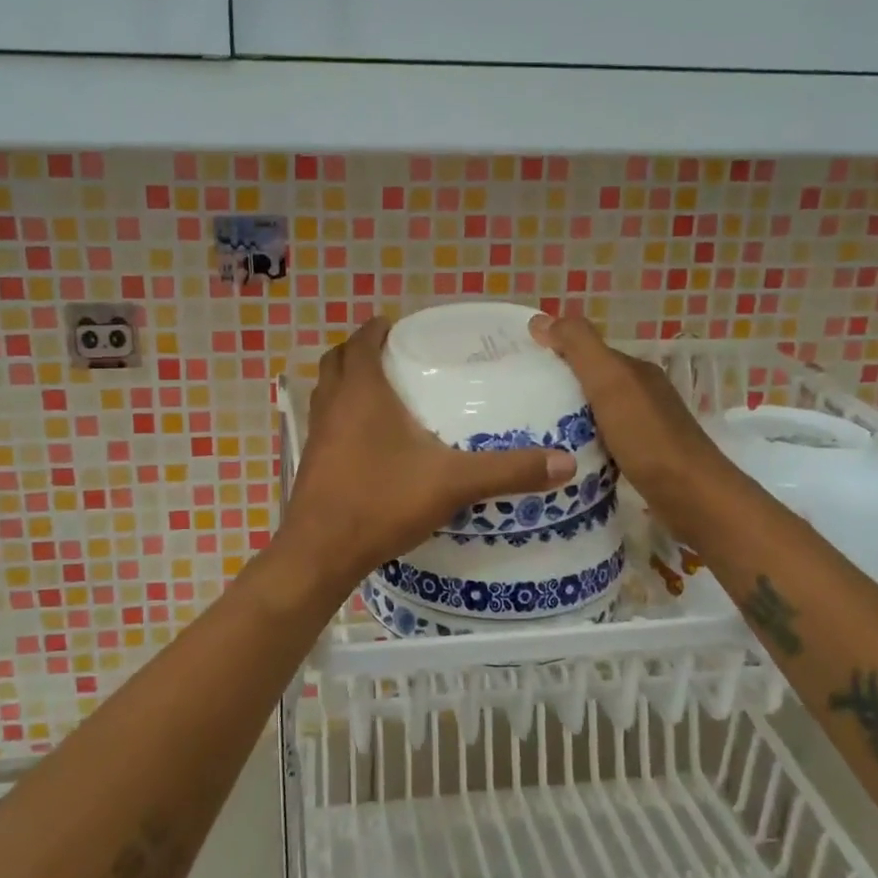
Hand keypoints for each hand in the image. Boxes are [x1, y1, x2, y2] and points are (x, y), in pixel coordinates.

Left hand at [280, 318, 575, 589]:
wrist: (321, 551)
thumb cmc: (382, 501)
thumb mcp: (452, 483)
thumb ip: (507, 470)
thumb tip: (566, 462)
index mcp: (361, 392)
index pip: (361, 341)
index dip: (377, 329)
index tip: (398, 326)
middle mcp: (332, 404)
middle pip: (337, 360)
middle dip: (360, 351)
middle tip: (392, 355)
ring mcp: (316, 434)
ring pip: (327, 391)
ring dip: (347, 382)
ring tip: (382, 392)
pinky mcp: (311, 461)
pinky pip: (324, 422)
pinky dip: (341, 415)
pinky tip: (368, 440)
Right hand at [528, 312, 725, 515]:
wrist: (693, 498)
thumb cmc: (647, 438)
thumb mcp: (610, 382)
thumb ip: (579, 347)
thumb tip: (540, 319)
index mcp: (634, 370)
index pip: (586, 351)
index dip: (554, 353)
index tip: (516, 367)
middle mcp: (641, 393)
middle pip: (590, 381)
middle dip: (556, 385)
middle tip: (514, 401)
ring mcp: (643, 427)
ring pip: (594, 412)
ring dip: (566, 416)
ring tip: (529, 430)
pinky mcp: (642, 458)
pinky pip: (601, 440)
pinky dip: (580, 441)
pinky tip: (561, 455)